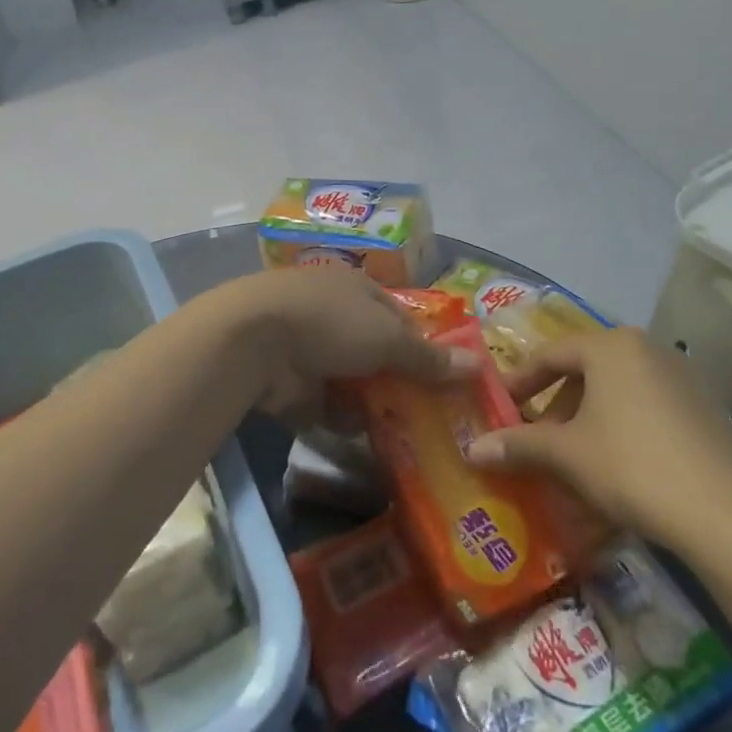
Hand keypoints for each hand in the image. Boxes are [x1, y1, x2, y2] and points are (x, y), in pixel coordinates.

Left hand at [215, 268, 474, 428]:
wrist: (254, 342)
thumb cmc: (330, 323)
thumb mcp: (388, 338)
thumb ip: (428, 357)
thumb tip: (476, 366)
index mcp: (359, 290)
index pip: (402, 320)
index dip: (426, 348)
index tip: (449, 382)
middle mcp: (336, 316)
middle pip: (378, 354)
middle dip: (401, 384)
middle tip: (436, 420)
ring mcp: (312, 350)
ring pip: (354, 382)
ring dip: (374, 406)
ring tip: (410, 439)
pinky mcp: (293, 384)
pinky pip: (328, 405)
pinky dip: (343, 420)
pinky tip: (368, 440)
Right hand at [465, 328, 731, 555]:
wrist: (727, 516)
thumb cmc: (631, 466)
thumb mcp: (566, 454)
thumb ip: (518, 444)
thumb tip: (471, 448)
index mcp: (611, 346)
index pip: (550, 355)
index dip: (519, 383)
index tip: (500, 409)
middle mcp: (648, 349)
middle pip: (586, 371)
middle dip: (556, 406)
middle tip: (537, 438)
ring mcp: (683, 377)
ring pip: (617, 391)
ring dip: (588, 419)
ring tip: (575, 457)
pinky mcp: (706, 409)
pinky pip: (648, 408)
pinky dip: (623, 428)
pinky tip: (619, 467)